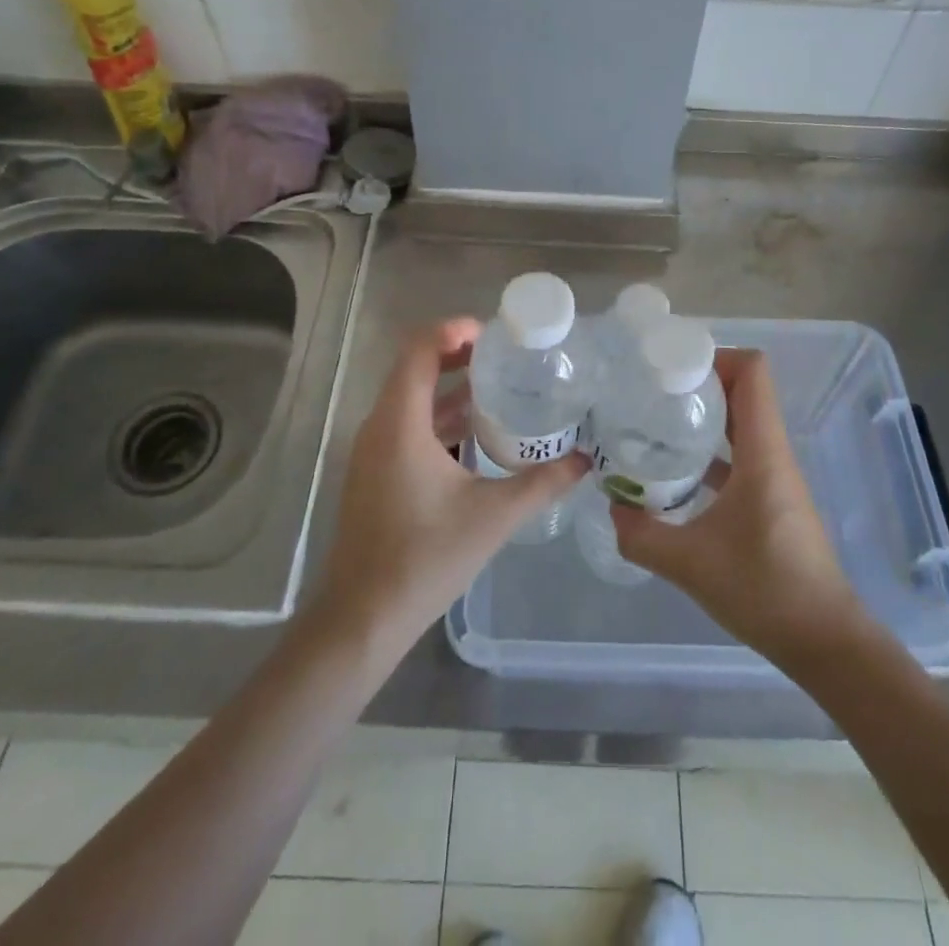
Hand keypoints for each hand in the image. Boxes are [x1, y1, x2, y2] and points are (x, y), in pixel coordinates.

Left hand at [311, 318, 588, 655]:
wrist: (362, 617)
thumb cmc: (425, 558)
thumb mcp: (493, 517)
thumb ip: (541, 483)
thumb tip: (585, 460)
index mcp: (400, 423)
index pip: (419, 349)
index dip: (454, 331)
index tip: (495, 335)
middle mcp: (379, 426)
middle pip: (416, 368)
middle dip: (459, 355)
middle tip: (506, 357)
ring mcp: (373, 451)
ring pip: (411, 399)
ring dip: (451, 388)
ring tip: (500, 389)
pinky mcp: (375, 472)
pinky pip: (407, 426)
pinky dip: (440, 418)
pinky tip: (476, 436)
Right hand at [612, 348, 863, 661]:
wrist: (824, 642)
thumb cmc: (764, 590)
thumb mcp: (689, 564)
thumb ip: (641, 535)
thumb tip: (613, 508)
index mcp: (762, 452)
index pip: (752, 372)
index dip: (714, 357)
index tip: (669, 368)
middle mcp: (772, 453)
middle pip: (743, 391)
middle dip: (698, 383)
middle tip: (650, 392)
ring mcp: (774, 477)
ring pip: (740, 424)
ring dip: (702, 417)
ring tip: (655, 423)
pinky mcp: (770, 500)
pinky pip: (739, 455)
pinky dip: (710, 452)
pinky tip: (677, 473)